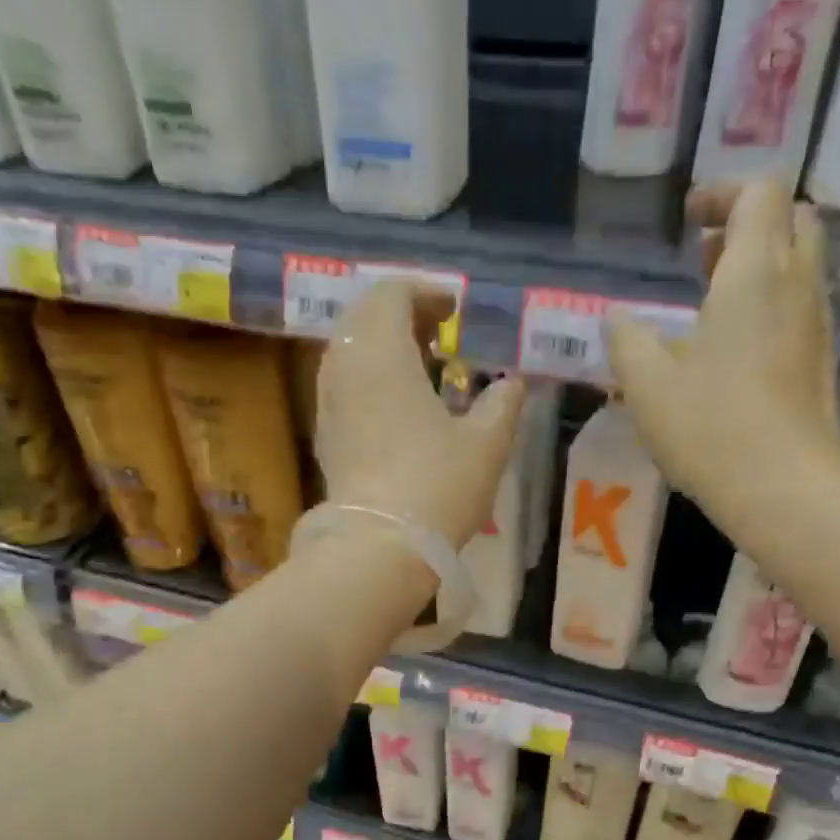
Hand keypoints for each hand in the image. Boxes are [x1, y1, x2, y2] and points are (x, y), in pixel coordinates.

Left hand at [316, 281, 525, 549]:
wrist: (379, 547)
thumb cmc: (437, 486)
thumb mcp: (486, 443)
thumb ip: (502, 403)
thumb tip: (512, 383)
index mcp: (382, 353)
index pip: (392, 293)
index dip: (426, 292)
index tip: (456, 310)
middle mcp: (345, 368)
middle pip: (364, 317)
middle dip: (402, 316)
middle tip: (439, 334)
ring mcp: (329, 404)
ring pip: (351, 352)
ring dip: (384, 348)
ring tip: (422, 369)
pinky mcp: (327, 438)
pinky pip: (345, 387)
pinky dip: (371, 380)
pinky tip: (400, 408)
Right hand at [605, 180, 839, 530]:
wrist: (783, 487)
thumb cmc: (711, 426)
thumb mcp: (647, 384)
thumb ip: (627, 341)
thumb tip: (618, 321)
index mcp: (756, 270)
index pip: (759, 191)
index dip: (723, 192)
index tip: (689, 218)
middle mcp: (798, 284)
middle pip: (791, 219)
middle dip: (748, 225)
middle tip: (704, 259)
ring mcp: (816, 326)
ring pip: (798, 268)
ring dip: (759, 270)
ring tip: (711, 308)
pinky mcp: (820, 364)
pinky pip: (798, 310)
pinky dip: (769, 308)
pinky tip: (733, 353)